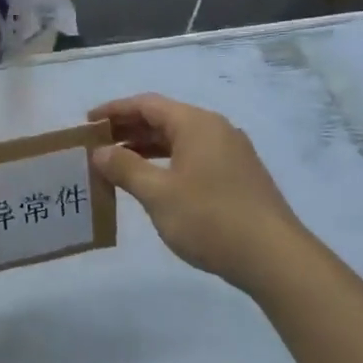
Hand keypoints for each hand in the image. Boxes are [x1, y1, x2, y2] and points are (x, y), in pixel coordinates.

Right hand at [89, 93, 314, 288]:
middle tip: (96, 145)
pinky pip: (193, 157)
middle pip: (164, 119)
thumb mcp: (157, 193)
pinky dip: (166, 162)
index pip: (147, 104)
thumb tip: (100, 152)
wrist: (274, 258)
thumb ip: (125, 168)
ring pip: (179, 140)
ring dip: (146, 148)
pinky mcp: (238, 176)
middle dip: (128, 129)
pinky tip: (152, 182)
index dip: (114, 110)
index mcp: (196, 124)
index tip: (87, 123)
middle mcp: (215, 130)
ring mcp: (231, 153)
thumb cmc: (210, 218)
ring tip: (116, 164)